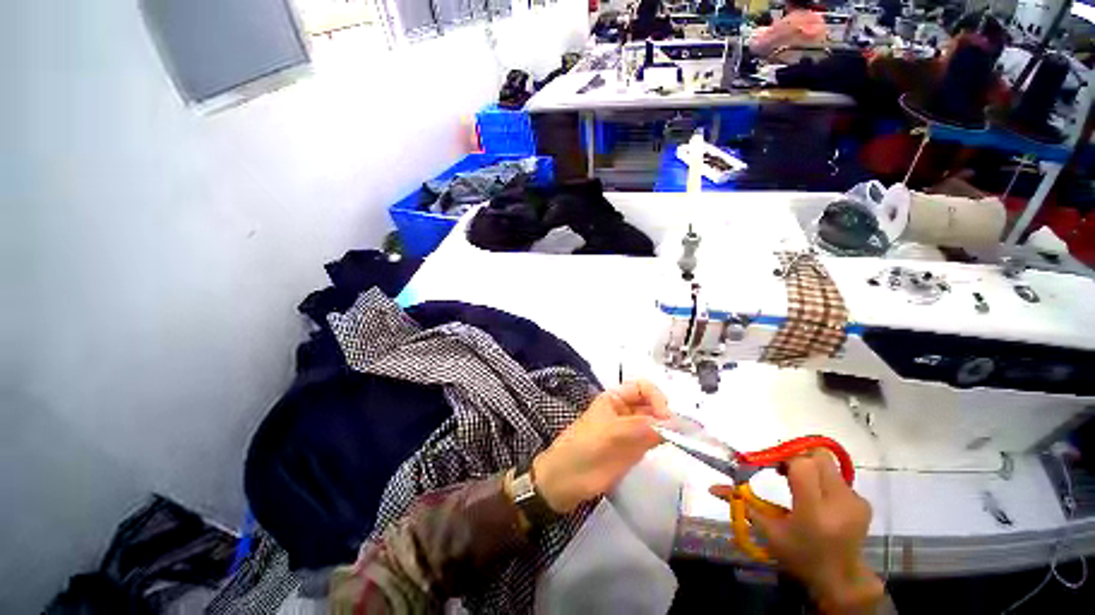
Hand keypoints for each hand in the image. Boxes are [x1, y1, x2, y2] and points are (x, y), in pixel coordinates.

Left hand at [532, 380, 670, 513]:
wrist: (564, 481)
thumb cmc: (582, 449)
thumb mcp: (610, 434)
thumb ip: (641, 427)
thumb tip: (673, 423)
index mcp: (614, 399)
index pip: (642, 388)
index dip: (656, 397)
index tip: (665, 416)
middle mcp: (624, 411)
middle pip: (651, 404)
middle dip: (666, 413)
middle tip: (681, 431)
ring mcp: (630, 431)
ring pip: (655, 422)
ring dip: (669, 426)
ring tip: (685, 438)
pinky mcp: (633, 450)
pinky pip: (653, 439)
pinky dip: (665, 439)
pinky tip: (674, 444)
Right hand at [710, 452, 883, 614]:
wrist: (840, 578)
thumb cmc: (799, 556)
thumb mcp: (768, 532)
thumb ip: (741, 504)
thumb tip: (712, 487)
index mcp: (814, 512)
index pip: (803, 465)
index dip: (786, 459)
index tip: (773, 467)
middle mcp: (839, 502)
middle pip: (818, 458)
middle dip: (798, 459)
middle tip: (786, 473)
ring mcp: (855, 501)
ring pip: (828, 464)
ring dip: (810, 468)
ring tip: (801, 487)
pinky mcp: (863, 502)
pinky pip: (838, 477)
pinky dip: (824, 480)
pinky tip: (819, 499)